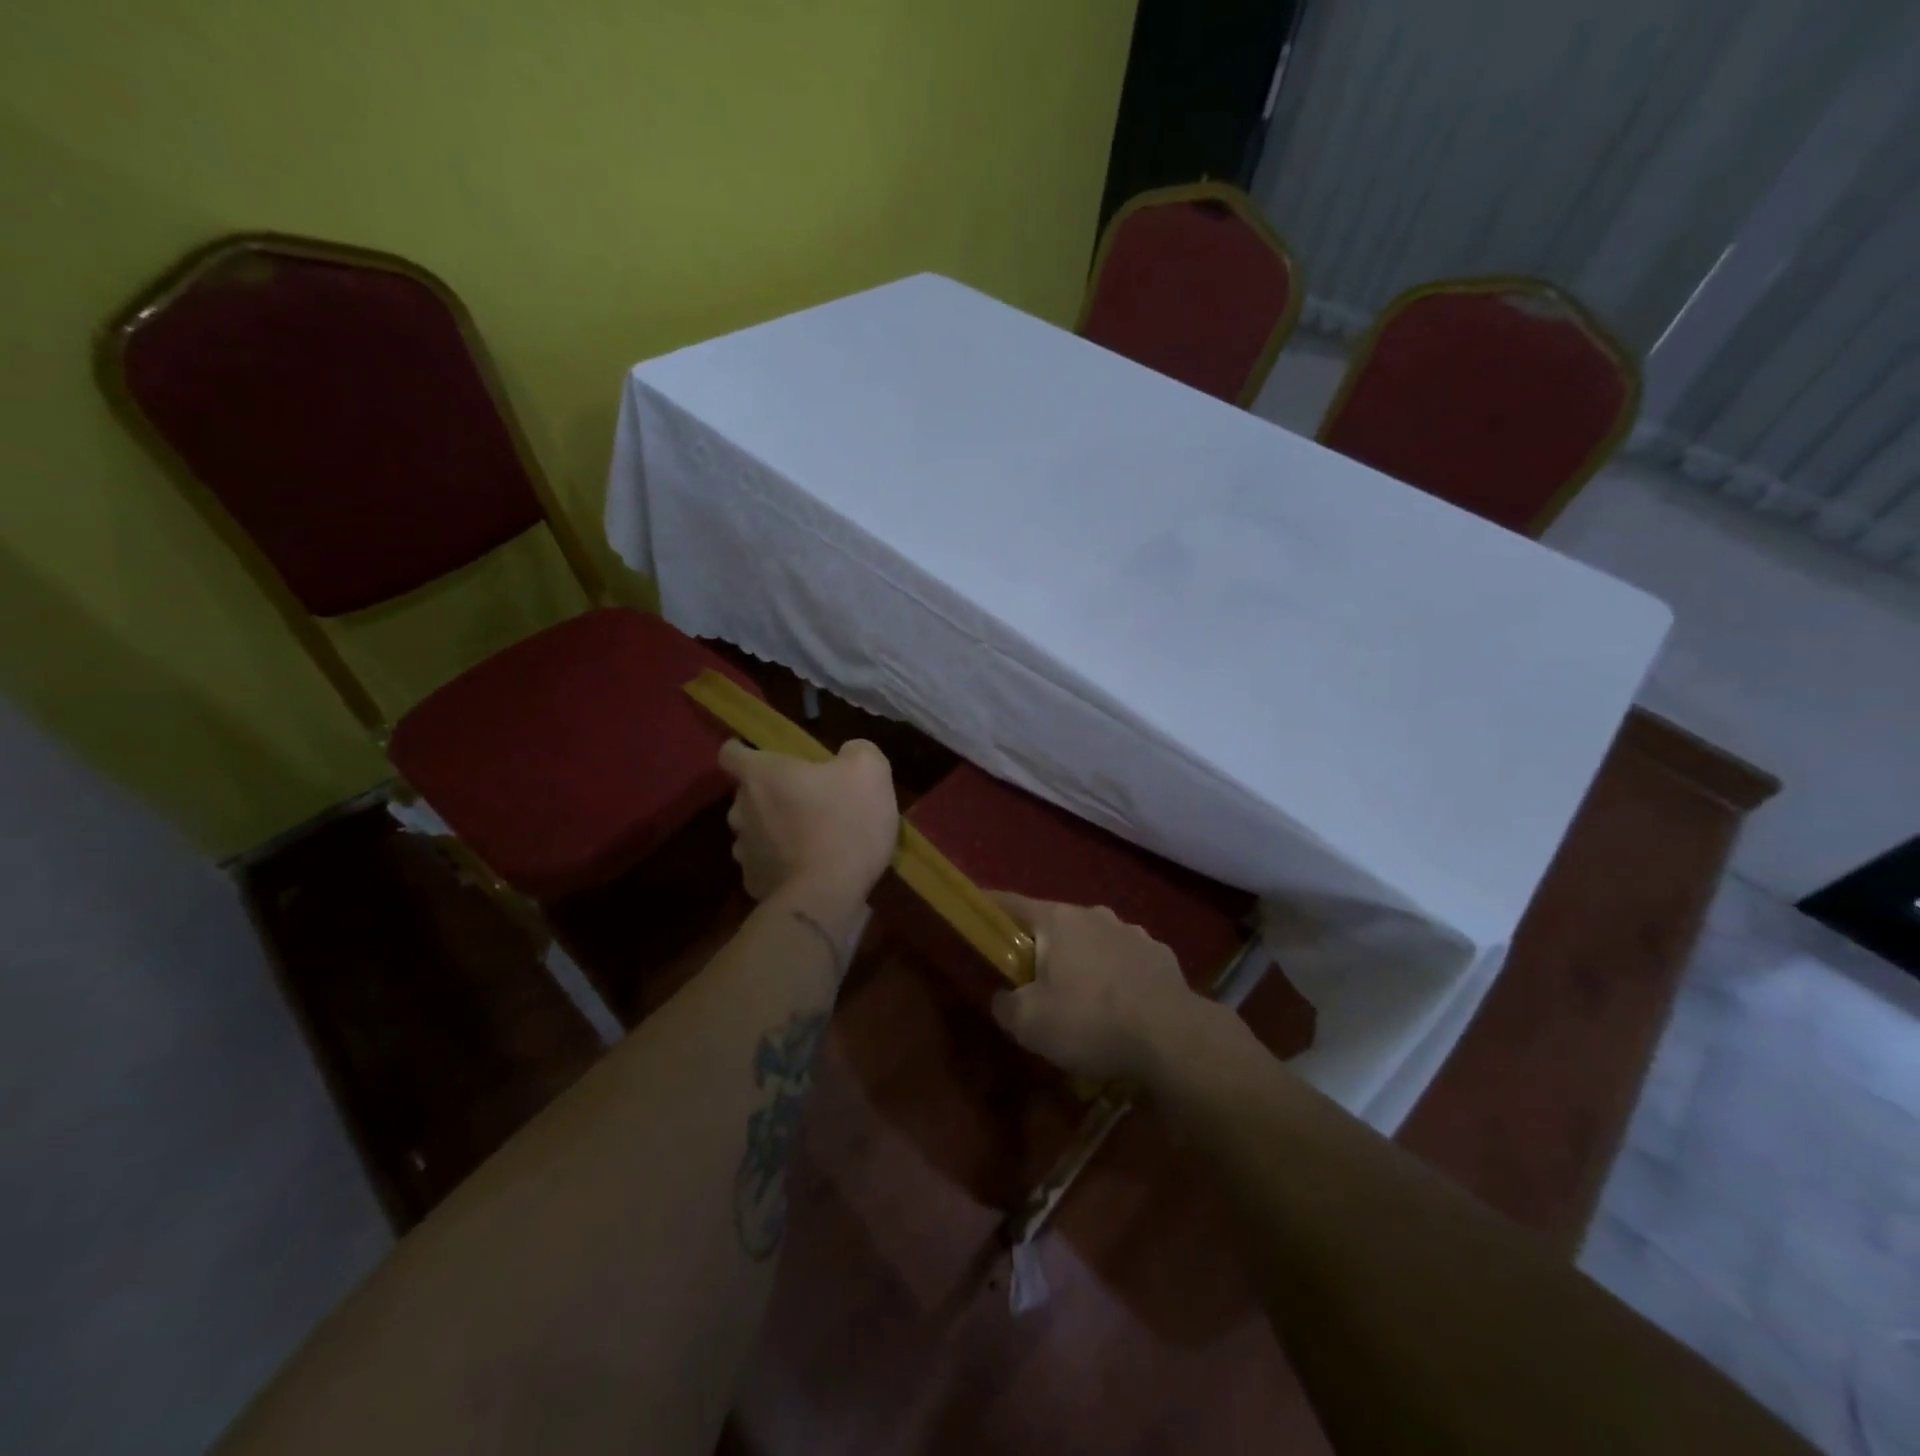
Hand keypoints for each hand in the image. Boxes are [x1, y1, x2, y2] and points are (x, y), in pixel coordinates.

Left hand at [718, 739, 898, 912]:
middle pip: (746, 795)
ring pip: (753, 831)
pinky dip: (781, 864)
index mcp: (762, 775)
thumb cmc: (845, 822)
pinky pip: (765, 865)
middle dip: (769, 795)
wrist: (827, 897)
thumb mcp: (870, 771)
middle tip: (803, 800)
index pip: (731, 754)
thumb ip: (857, 752)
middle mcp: (741, 809)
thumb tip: (849, 753)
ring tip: (806, 839)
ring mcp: (744, 851)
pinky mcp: (754, 884)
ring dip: (773, 831)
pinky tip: (808, 870)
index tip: (762, 757)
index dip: (743, 751)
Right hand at [987, 893, 1197, 1081]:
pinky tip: (1119, 1007)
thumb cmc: (1090, 1021)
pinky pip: (1125, 960)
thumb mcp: (1029, 1024)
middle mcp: (1094, 914)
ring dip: (1081, 961)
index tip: (976, 916)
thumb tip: (1004, 997)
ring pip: (1093, 941)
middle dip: (1040, 946)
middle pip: (1054, 924)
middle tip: (1031, 979)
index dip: (989, 909)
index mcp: (1057, 919)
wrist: (1172, 1037)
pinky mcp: (1160, 955)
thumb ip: (1005, 1005)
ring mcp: (1131, 932)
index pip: (1011, 903)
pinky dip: (1115, 976)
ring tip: (1081, 999)